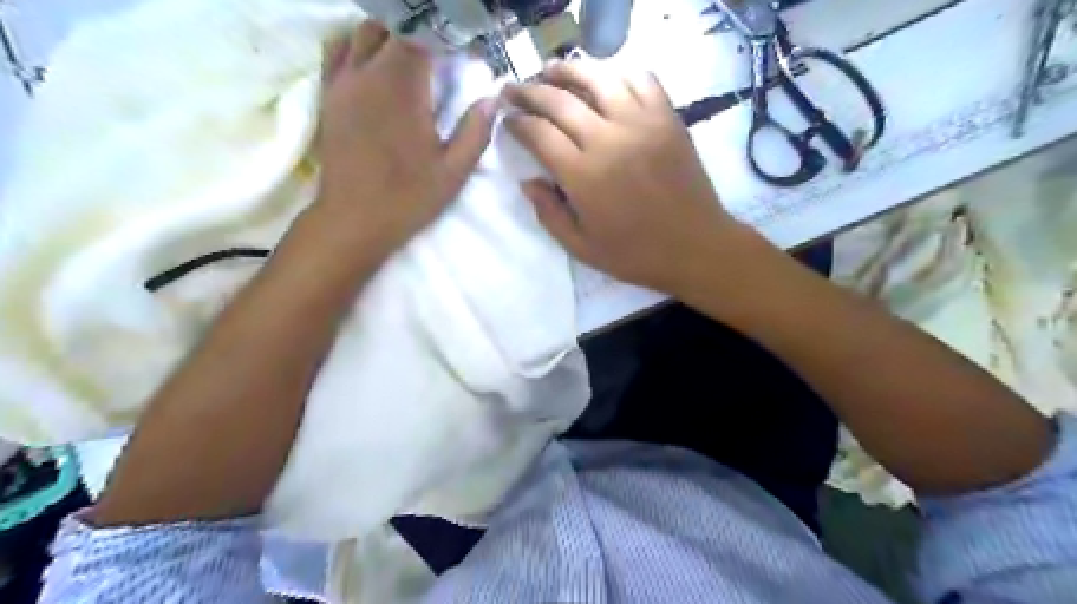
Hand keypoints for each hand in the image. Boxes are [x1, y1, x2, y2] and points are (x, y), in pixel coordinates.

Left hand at [311, 21, 495, 255]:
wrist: (353, 220)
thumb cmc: (408, 198)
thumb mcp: (453, 172)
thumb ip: (475, 132)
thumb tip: (491, 99)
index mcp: (402, 87)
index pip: (421, 35)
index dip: (444, 36)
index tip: (462, 51)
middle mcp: (367, 73)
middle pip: (390, 25)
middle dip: (418, 33)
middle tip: (439, 56)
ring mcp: (341, 82)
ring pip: (361, 32)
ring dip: (387, 35)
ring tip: (408, 56)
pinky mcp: (327, 95)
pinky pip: (337, 50)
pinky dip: (357, 45)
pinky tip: (374, 64)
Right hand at [504, 59, 750, 294]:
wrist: (695, 247)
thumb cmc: (636, 255)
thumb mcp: (582, 248)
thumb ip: (549, 214)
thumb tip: (527, 181)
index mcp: (583, 175)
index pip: (539, 133)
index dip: (517, 122)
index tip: (507, 119)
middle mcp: (608, 140)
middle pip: (560, 100)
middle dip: (530, 91)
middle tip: (514, 89)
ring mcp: (641, 124)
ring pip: (598, 78)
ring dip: (569, 70)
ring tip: (552, 70)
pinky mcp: (668, 119)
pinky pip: (642, 80)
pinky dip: (619, 73)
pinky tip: (606, 81)